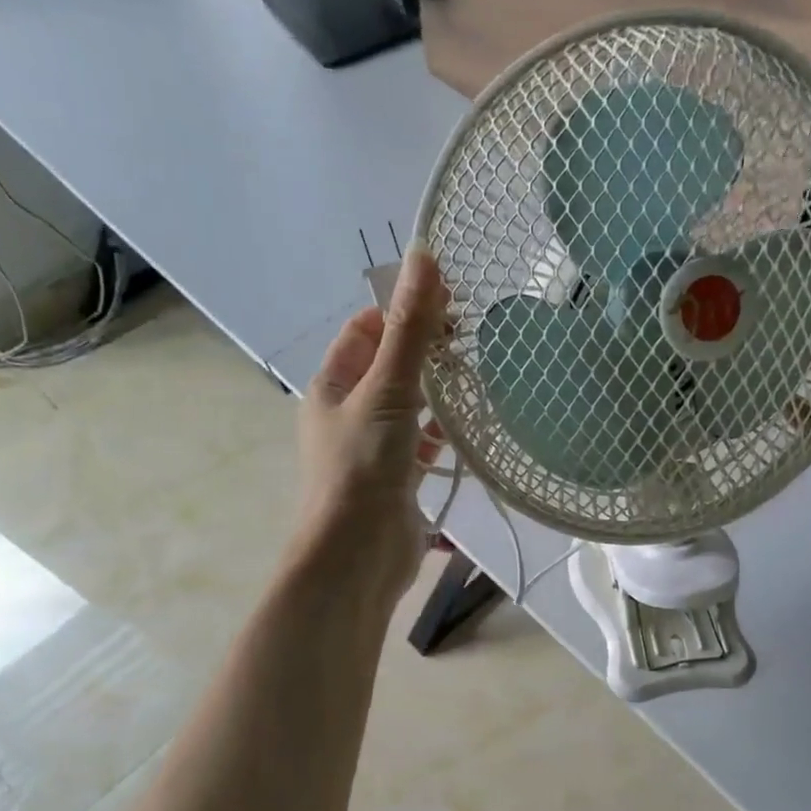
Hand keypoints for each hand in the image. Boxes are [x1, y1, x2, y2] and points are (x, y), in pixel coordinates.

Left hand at [291, 247, 447, 613]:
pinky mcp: (396, 479)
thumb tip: (423, 256)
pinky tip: (467, 430)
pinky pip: (421, 444)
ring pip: (408, 406)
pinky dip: (441, 434)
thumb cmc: (364, 466)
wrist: (358, 554)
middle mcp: (348, 412)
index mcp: (333, 384)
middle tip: (471, 342)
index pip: (365, 329)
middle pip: (389, 366)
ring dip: (436, 393)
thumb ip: (409, 329)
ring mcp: (372, 448)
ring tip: (477, 380)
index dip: (401, 311)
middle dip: (425, 352)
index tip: (449, 306)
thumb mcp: (387, 389)